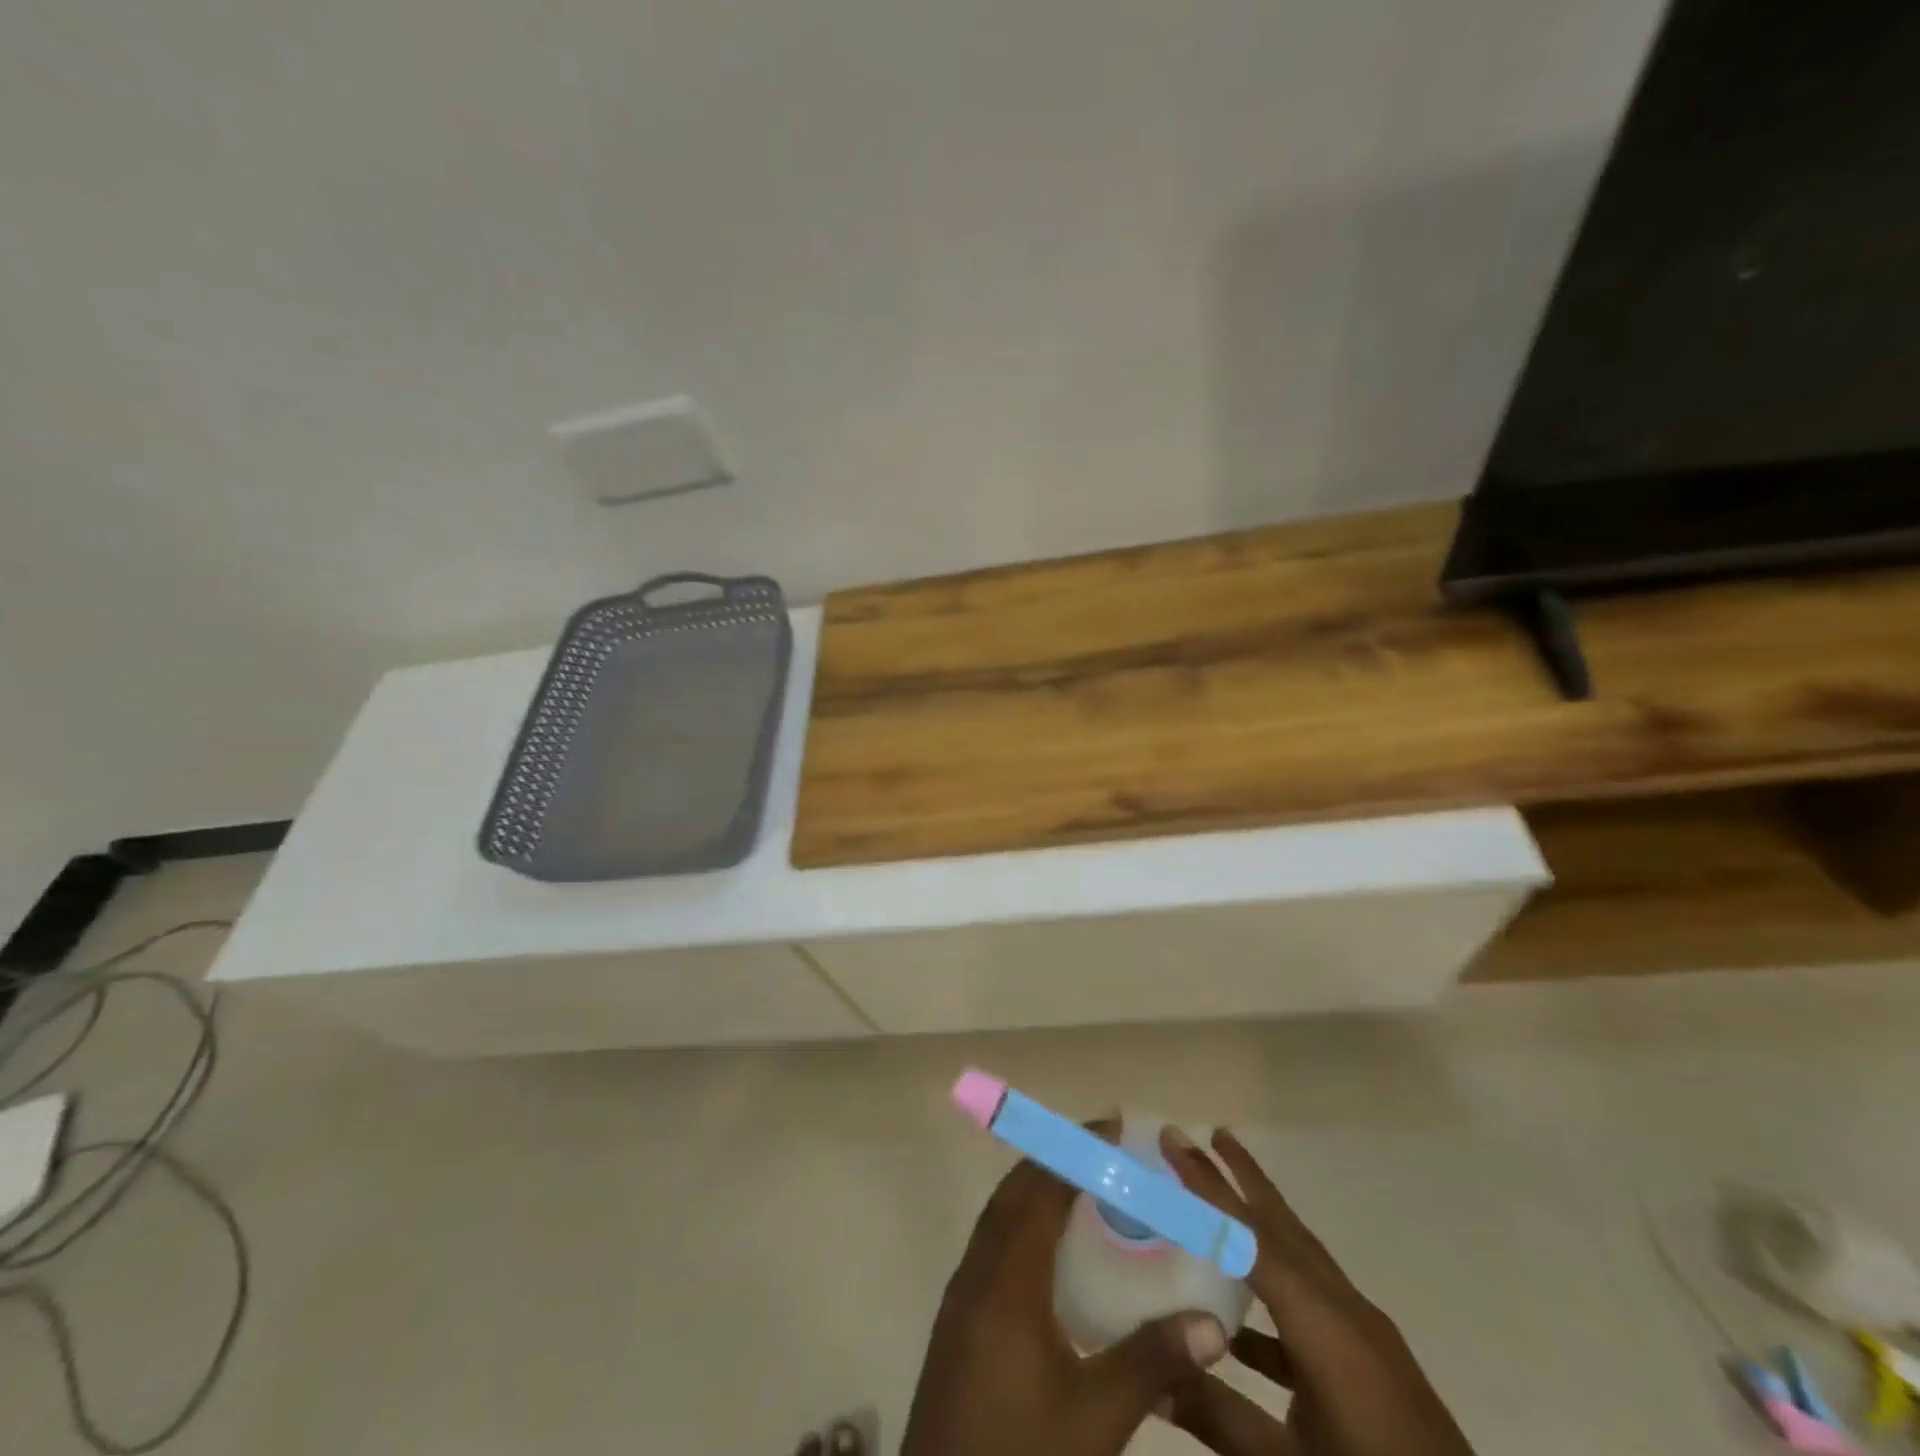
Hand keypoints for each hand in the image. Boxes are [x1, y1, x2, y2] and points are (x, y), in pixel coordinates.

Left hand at [901, 1128, 1231, 1455]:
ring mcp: (961, 1294)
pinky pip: (991, 1243)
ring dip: (1035, 1188)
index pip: (1040, 1190)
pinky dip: (1021, 1221)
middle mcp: (978, 1271)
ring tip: (1082, 1185)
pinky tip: (1051, 1251)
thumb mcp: (1094, 1418)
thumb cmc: (1019, 1455)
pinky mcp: (957, 1318)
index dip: (1074, 1153)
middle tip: (1104, 1150)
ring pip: (998, 1216)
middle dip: (1055, 1160)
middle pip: (1014, 1192)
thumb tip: (1214, 1324)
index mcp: (1007, 1279)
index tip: (1110, 1127)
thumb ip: (1151, 1363)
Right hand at [1157, 1128, 1474, 1455]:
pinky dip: (1275, 1289)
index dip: (1208, 1186)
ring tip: (1222, 1198)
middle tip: (1209, 1133)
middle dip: (1245, 1177)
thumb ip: (1219, 1416)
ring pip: (1301, 1257)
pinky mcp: (1374, 1364)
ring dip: (1261, 1223)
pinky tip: (1238, 1323)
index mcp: (1325, 1326)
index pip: (1251, 1237)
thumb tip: (1152, 1376)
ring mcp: (1366, 1337)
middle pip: (1284, 1227)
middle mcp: (1346, 1312)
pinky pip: (1313, 1301)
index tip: (1175, 1139)